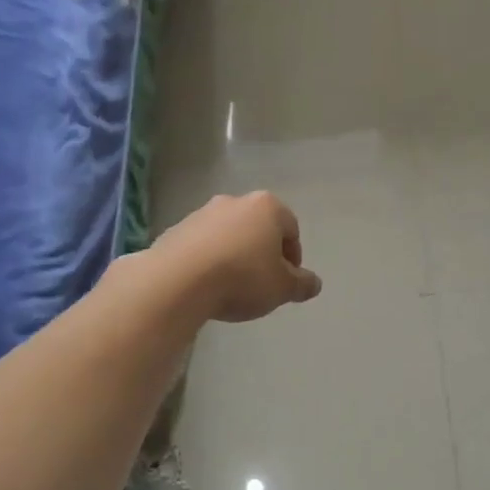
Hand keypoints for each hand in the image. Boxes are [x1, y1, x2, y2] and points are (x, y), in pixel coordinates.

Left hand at [151, 191, 322, 322]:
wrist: (177, 281)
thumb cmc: (242, 278)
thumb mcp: (282, 288)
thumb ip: (302, 284)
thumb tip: (314, 283)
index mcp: (267, 207)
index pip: (291, 229)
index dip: (293, 258)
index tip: (286, 282)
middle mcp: (235, 201)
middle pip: (258, 228)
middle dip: (263, 253)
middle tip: (262, 284)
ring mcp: (202, 213)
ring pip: (229, 235)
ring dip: (234, 256)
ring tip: (231, 287)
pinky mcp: (175, 230)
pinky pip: (202, 246)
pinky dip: (209, 261)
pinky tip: (206, 285)